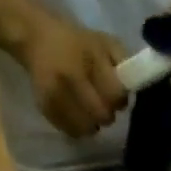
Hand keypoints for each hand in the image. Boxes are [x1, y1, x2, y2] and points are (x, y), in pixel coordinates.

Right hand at [17, 16, 129, 138]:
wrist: (37, 39)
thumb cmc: (78, 43)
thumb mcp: (105, 42)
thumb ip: (123, 63)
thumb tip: (133, 88)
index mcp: (88, 60)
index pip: (115, 96)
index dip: (119, 99)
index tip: (116, 95)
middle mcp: (69, 79)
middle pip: (102, 116)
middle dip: (107, 114)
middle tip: (103, 105)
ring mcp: (55, 96)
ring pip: (86, 128)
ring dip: (93, 124)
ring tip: (90, 111)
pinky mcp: (45, 108)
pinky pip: (70, 131)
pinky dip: (78, 127)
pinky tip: (77, 115)